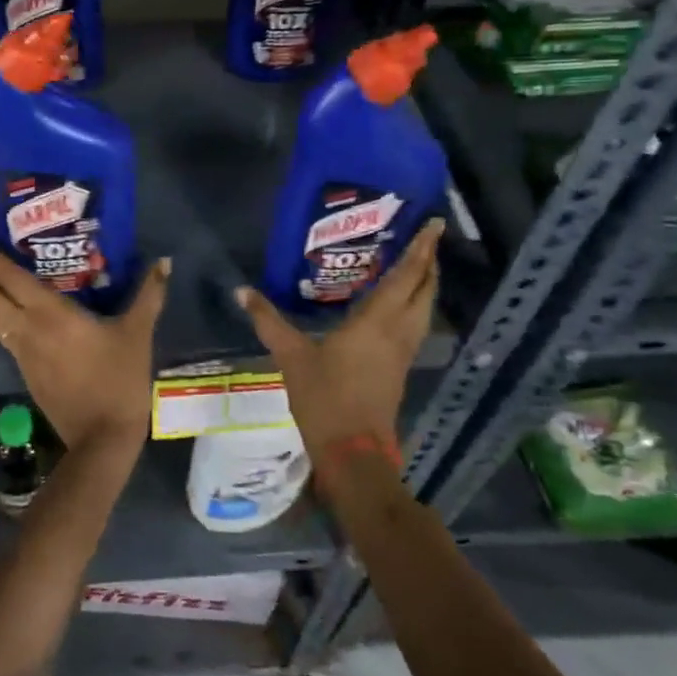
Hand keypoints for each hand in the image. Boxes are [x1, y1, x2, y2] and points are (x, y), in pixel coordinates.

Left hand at [0, 238, 169, 456]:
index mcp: (50, 315)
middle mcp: (28, 331)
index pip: (10, 280)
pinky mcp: (27, 375)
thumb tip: (163, 261)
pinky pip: (6, 338)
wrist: (102, 437)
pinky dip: (1, 319)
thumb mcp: (137, 332)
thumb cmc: (118, 378)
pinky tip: (14, 317)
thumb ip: (149, 294)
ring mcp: (24, 356)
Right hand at [235, 218, 444, 454]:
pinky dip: (415, 304)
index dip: (420, 249)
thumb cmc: (324, 398)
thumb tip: (241, 291)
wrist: (353, 452)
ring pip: (424, 308)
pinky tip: (400, 303)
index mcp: (377, 322)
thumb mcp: (291, 356)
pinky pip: (416, 324)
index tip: (435, 224)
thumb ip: (269, 321)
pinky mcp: (400, 367)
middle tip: (425, 237)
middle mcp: (398, 331)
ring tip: (417, 263)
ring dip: (425, 283)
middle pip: (424, 290)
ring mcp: (403, 351)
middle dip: (427, 262)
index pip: (406, 277)